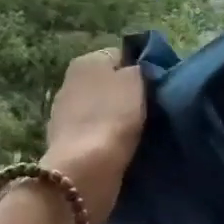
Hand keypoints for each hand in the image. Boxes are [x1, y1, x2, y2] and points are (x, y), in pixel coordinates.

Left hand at [43, 47, 145, 223]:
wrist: (87, 168)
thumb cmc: (115, 117)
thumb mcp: (137, 81)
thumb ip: (140, 68)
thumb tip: (138, 69)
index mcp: (87, 61)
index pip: (122, 55)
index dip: (142, 70)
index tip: (159, 88)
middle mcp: (70, 81)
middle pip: (109, 84)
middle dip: (127, 95)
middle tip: (152, 111)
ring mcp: (64, 113)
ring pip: (102, 109)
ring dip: (117, 119)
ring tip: (141, 133)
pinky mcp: (66, 143)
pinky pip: (94, 133)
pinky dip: (106, 138)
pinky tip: (122, 149)